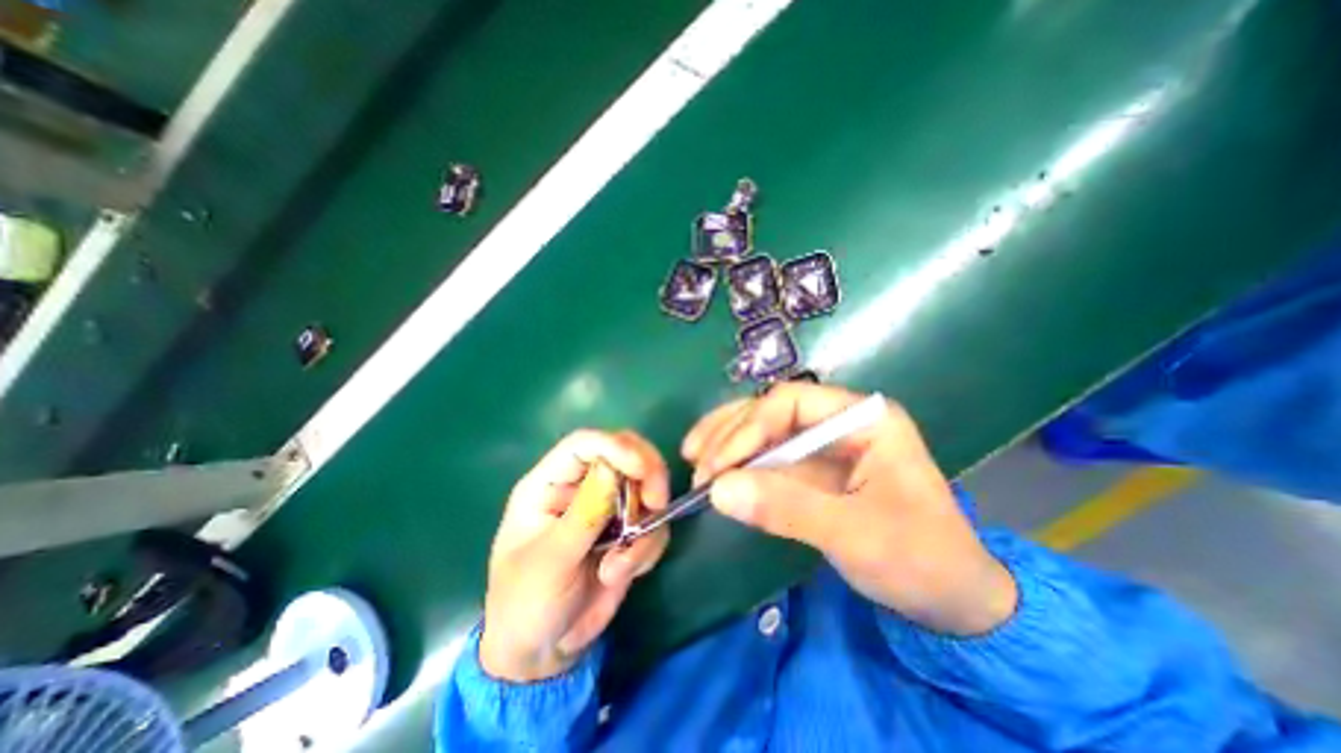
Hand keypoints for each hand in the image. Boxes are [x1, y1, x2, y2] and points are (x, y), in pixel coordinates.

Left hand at [479, 428, 669, 680]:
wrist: (543, 653)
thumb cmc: (526, 604)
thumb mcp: (551, 561)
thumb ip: (584, 514)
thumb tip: (612, 468)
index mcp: (550, 483)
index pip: (586, 443)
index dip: (617, 446)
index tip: (644, 470)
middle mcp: (581, 487)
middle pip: (625, 453)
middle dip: (647, 475)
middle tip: (655, 504)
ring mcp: (607, 507)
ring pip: (646, 489)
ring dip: (644, 526)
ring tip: (619, 566)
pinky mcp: (627, 530)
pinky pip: (654, 523)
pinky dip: (647, 548)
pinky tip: (621, 574)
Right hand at [685, 383, 1010, 634]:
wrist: (954, 602)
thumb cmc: (920, 561)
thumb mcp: (855, 535)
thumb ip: (786, 508)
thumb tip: (718, 490)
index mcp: (865, 419)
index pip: (792, 402)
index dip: (750, 426)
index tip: (717, 463)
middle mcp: (841, 421)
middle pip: (773, 410)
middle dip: (732, 431)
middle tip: (697, 461)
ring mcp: (824, 444)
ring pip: (765, 429)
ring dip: (727, 440)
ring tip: (694, 457)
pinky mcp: (812, 469)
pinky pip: (768, 456)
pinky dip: (739, 463)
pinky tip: (715, 471)